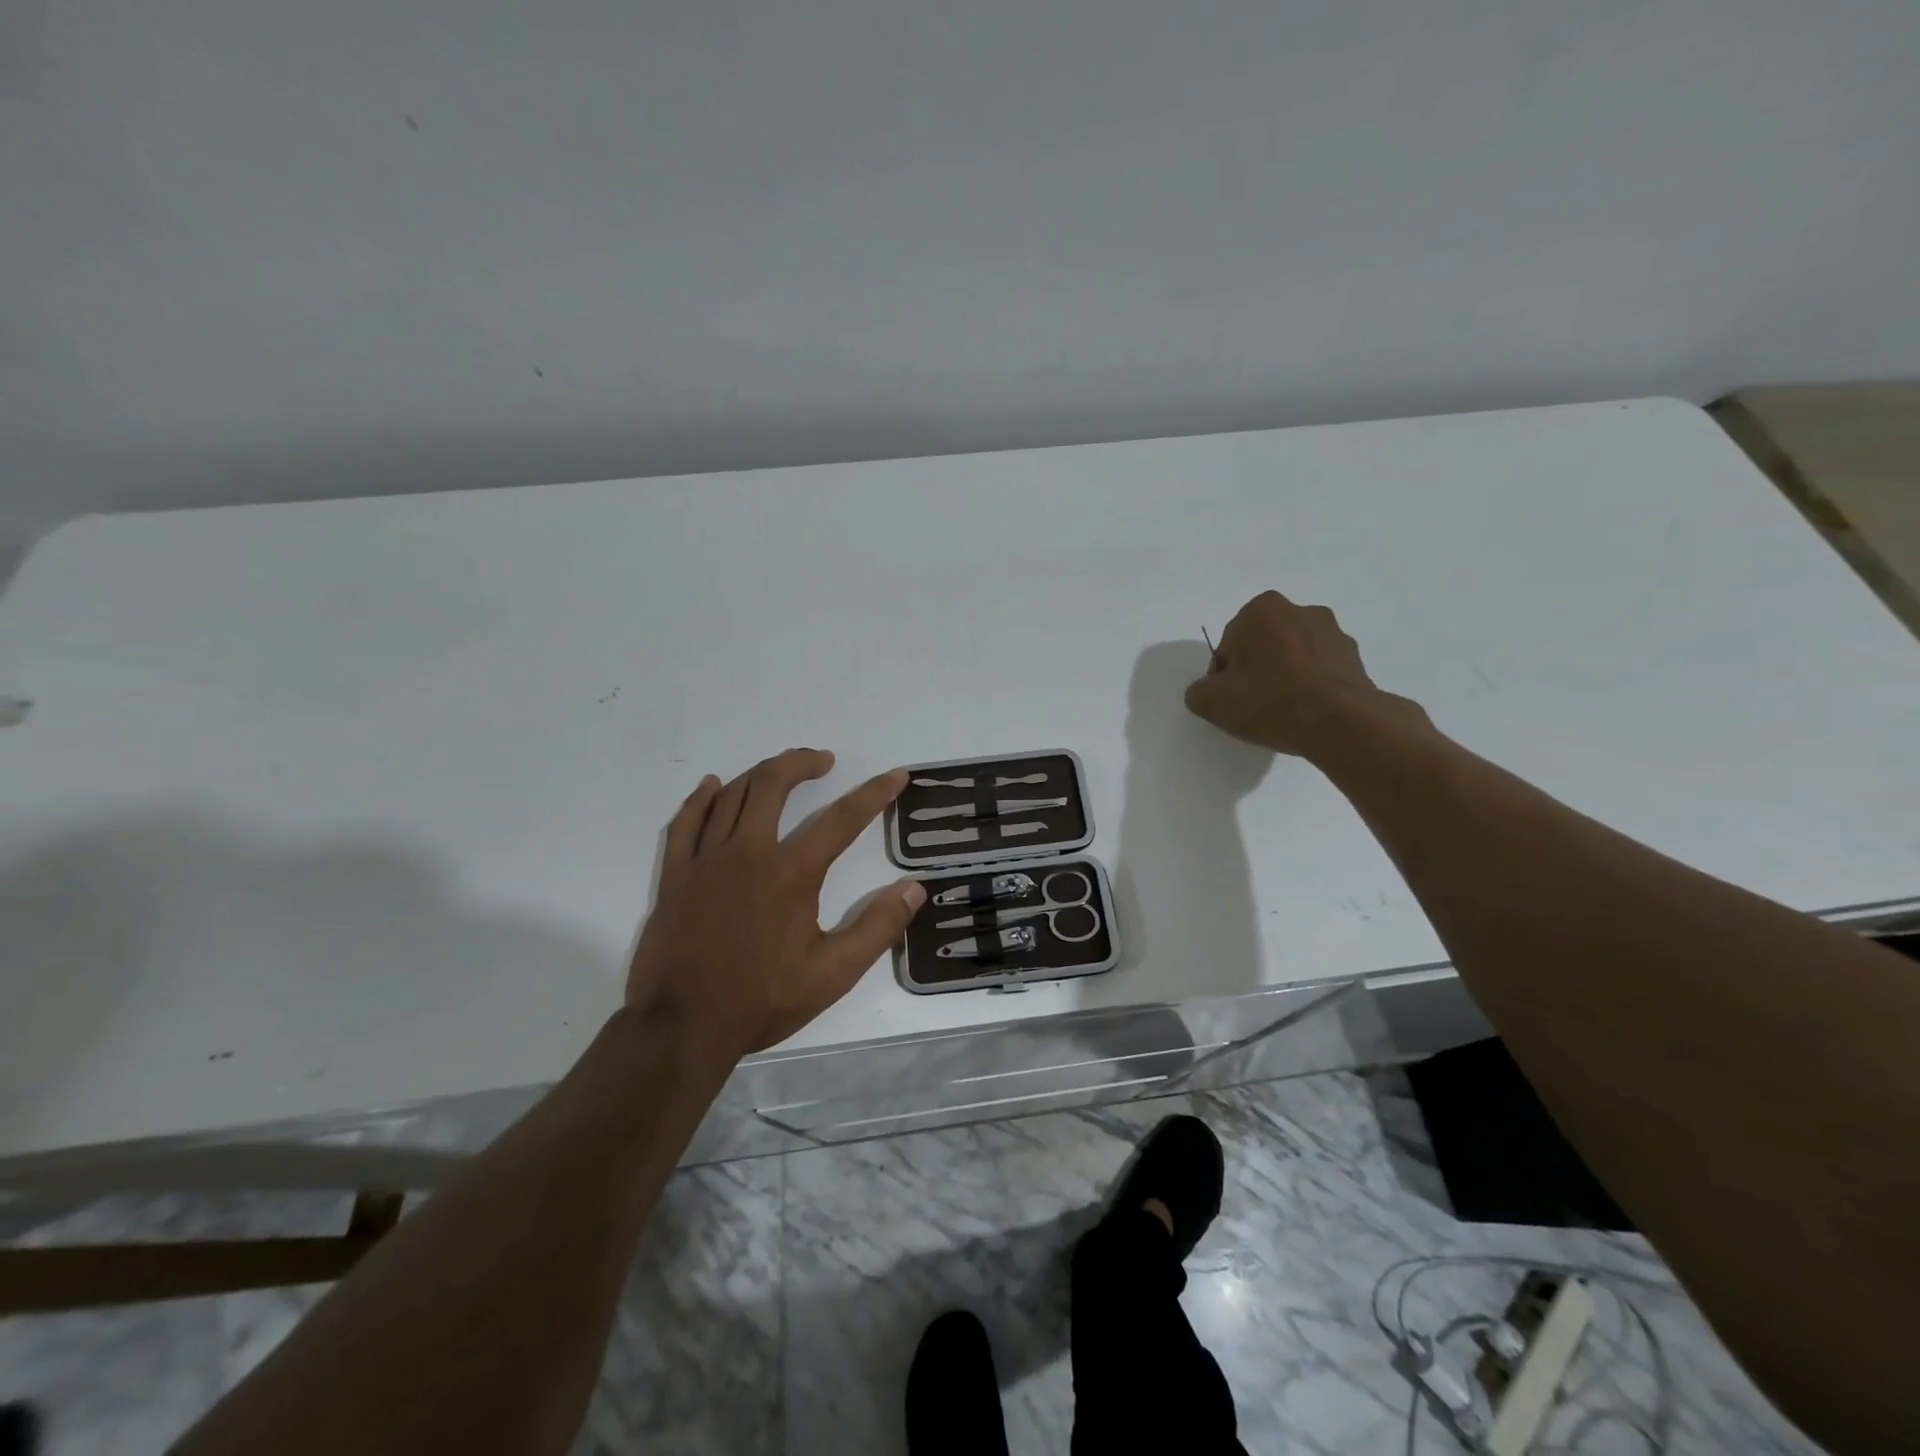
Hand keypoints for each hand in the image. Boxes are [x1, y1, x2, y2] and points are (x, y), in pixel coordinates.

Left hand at [628, 748, 925, 1057]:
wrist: (681, 1027)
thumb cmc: (762, 1001)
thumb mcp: (833, 974)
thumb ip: (877, 928)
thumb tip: (914, 889)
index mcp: (791, 873)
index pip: (842, 819)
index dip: (874, 793)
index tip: (895, 775)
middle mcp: (748, 852)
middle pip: (774, 784)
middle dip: (802, 763)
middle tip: (823, 760)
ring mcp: (706, 860)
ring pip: (732, 795)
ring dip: (761, 773)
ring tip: (782, 770)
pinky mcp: (675, 875)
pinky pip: (686, 821)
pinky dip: (702, 798)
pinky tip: (713, 786)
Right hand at [1185, 591, 1422, 757]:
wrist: (1341, 723)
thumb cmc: (1270, 701)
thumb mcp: (1213, 702)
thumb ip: (1199, 692)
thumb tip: (1207, 691)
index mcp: (1261, 610)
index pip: (1228, 646)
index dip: (1224, 677)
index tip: (1232, 700)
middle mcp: (1299, 610)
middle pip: (1262, 645)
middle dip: (1256, 670)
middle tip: (1255, 706)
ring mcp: (1333, 631)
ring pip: (1293, 656)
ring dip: (1285, 676)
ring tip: (1284, 711)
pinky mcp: (1355, 657)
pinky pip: (1320, 670)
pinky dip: (1311, 686)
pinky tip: (1307, 712)